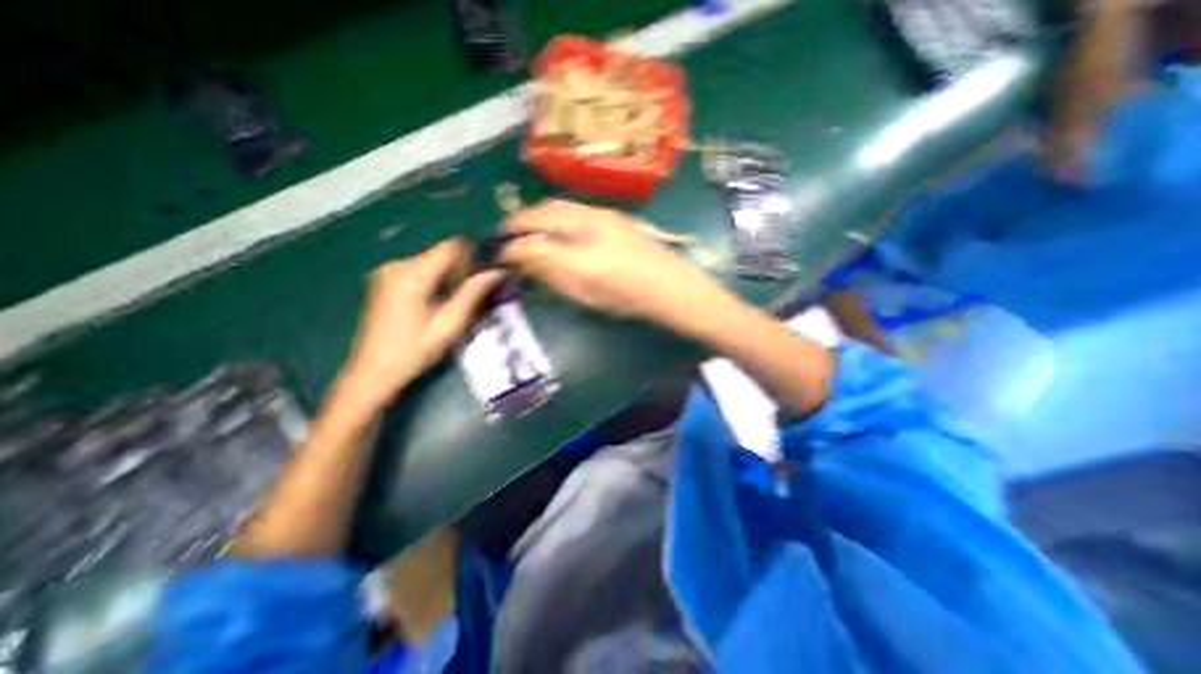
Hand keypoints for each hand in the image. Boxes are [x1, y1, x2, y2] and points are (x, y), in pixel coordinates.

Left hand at [339, 236, 501, 404]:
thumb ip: (472, 293)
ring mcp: (387, 272)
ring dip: (448, 279)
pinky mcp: (384, 281)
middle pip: (441, 255)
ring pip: (431, 263)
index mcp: (412, 274)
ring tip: (453, 306)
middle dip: (460, 271)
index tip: (483, 277)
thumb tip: (496, 271)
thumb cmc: (414, 350)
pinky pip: (419, 271)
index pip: (451, 246)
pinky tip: (435, 306)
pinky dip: (433, 282)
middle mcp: (397, 265)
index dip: (472, 257)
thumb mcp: (449, 324)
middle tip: (470, 298)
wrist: (373, 371)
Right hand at [496, 199, 732, 333]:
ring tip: (529, 229)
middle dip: (521, 221)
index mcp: (578, 246)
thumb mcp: (583, 291)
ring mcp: (603, 216)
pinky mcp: (615, 218)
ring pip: (560, 207)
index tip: (499, 253)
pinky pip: (576, 209)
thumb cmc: (626, 295)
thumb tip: (523, 258)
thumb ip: (550, 272)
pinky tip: (558, 228)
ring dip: (539, 215)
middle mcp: (588, 222)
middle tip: (508, 234)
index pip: (532, 238)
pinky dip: (558, 215)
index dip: (511, 245)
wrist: (670, 286)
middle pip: (544, 213)